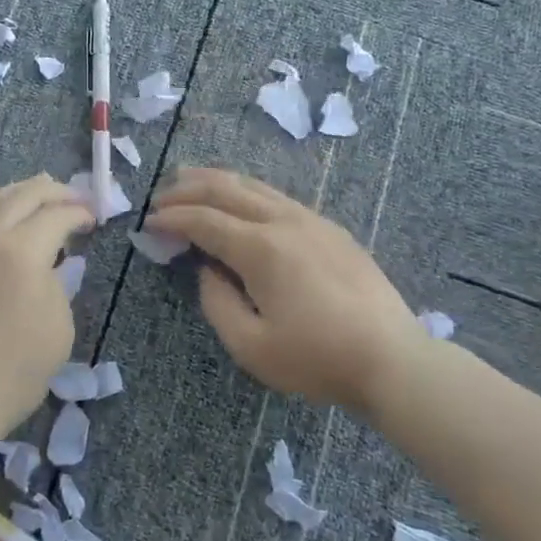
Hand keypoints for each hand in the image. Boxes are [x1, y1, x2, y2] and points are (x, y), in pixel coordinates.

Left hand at [0, 175, 93, 436]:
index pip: (56, 215)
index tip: (94, 218)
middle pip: (21, 195)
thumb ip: (57, 285)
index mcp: (21, 251)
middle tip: (73, 196)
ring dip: (19, 194)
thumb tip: (48, 266)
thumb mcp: (58, 328)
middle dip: (52, 190)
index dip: (79, 212)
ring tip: (38, 196)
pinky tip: (6, 230)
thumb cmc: (13, 371)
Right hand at [147, 166, 432, 408]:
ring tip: (190, 181)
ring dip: (217, 181)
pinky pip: (277, 197)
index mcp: (261, 248)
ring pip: (254, 186)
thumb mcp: (251, 346)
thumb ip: (217, 302)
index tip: (147, 223)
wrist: (393, 360)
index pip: (204, 220)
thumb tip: (208, 269)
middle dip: (188, 187)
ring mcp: (312, 220)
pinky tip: (240, 201)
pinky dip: (246, 191)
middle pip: (227, 189)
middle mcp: (284, 221)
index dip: (172, 218)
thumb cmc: (317, 359)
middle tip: (160, 195)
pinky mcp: (330, 229)